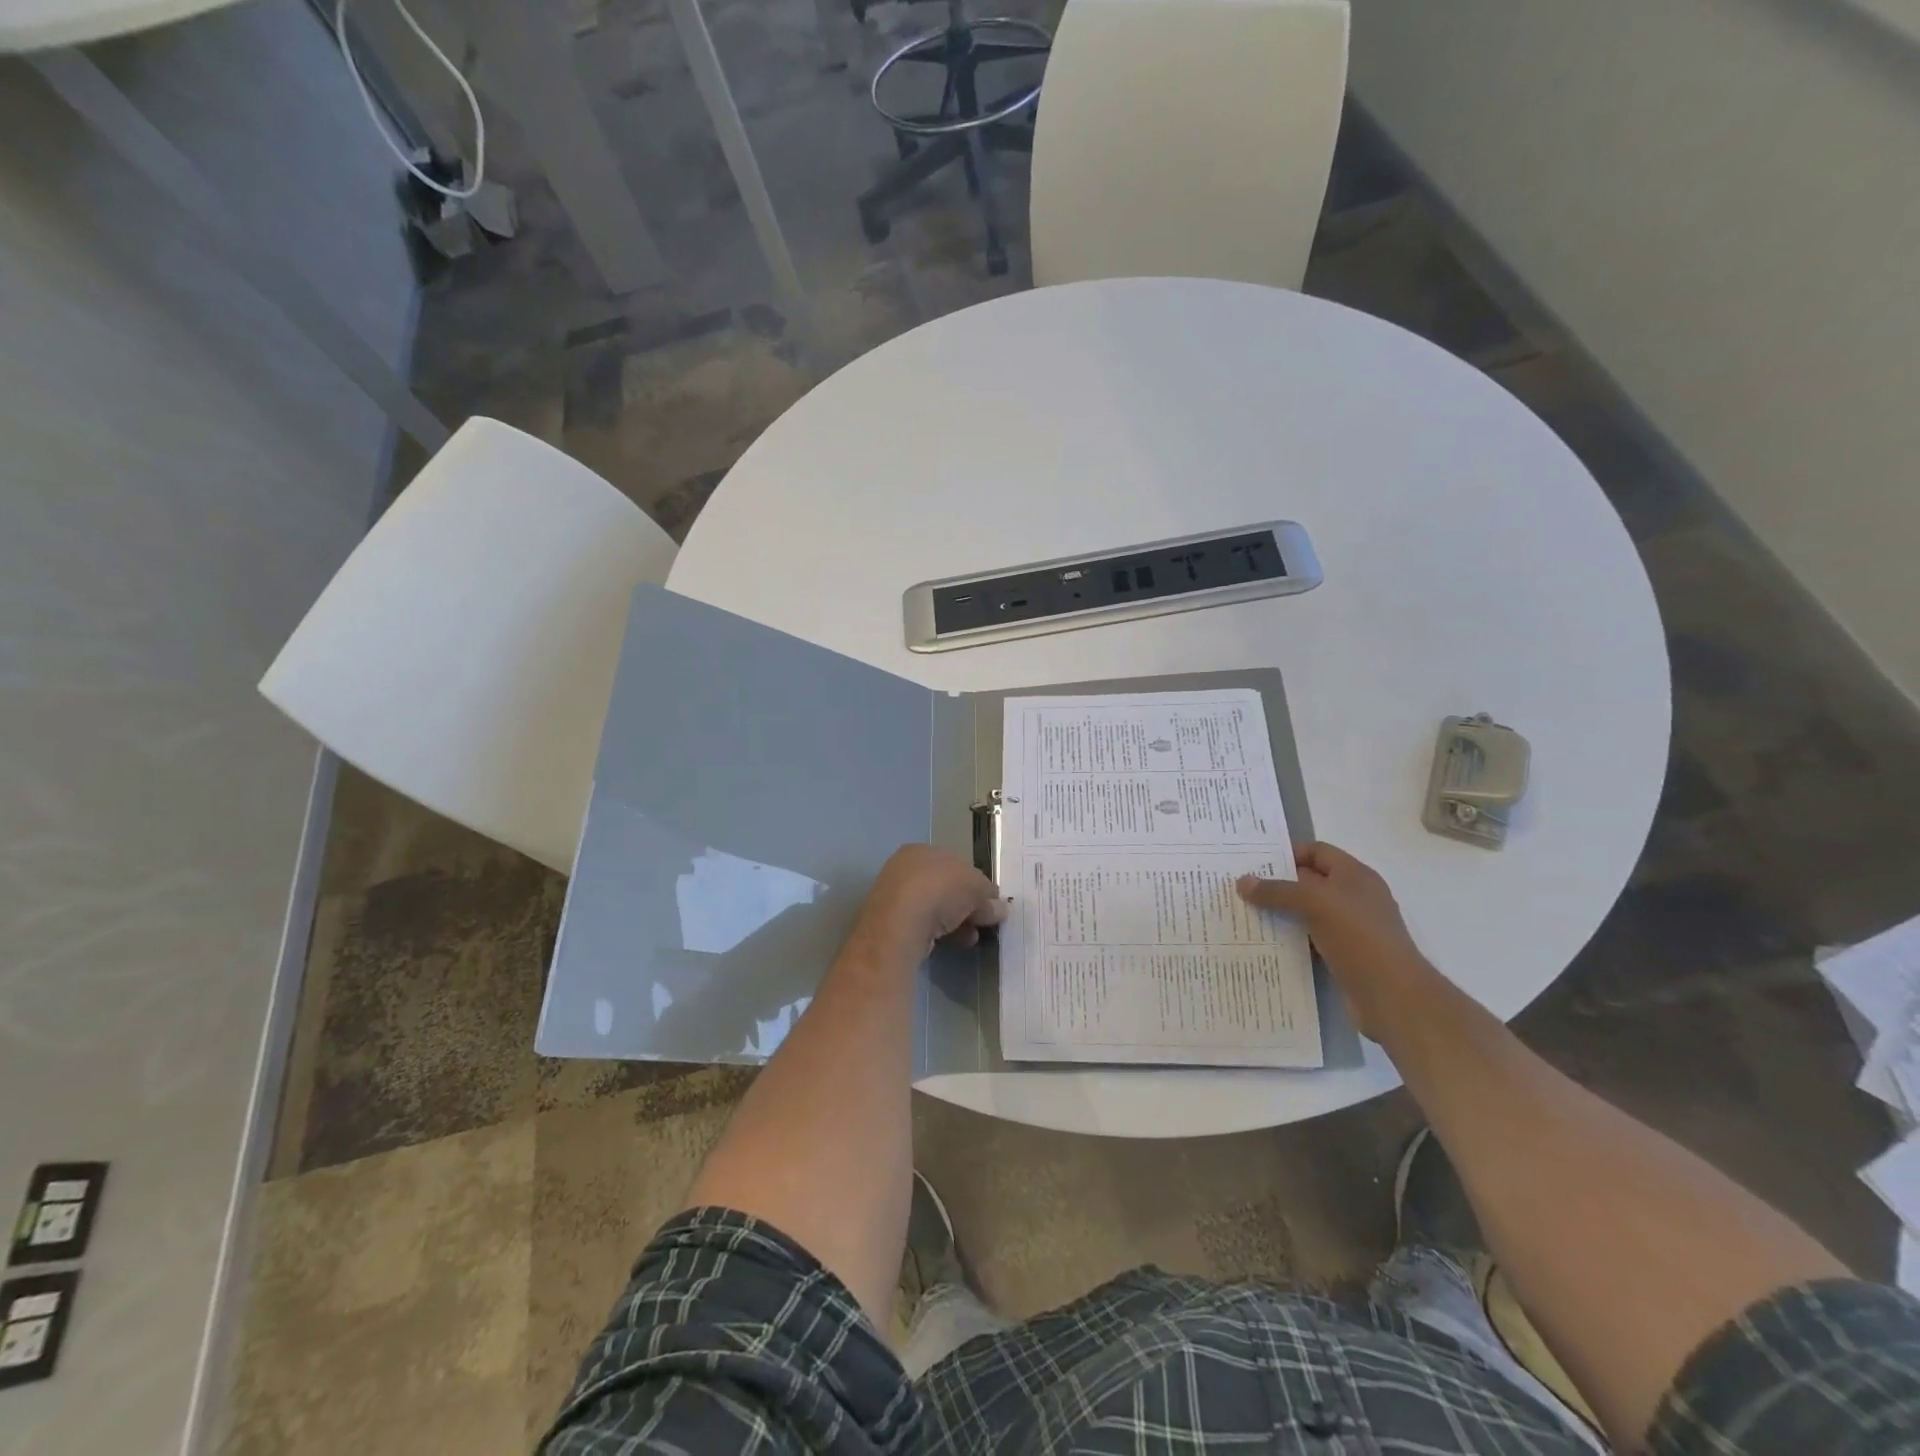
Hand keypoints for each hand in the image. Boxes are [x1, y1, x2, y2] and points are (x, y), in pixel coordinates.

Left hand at [851, 844, 1006, 960]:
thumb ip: (989, 896)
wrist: (901, 924)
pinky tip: (959, 942)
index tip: (990, 901)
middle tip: (985, 920)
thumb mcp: (976, 888)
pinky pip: (925, 925)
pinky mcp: (892, 924)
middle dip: (968, 904)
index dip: (975, 882)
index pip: (955, 863)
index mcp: (921, 850)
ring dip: (959, 921)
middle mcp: (905, 869)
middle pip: (946, 887)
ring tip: (974, 936)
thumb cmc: (940, 891)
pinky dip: (944, 932)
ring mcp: (896, 897)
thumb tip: (999, 908)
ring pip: (936, 908)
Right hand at [1236, 843, 1432, 1036]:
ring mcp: (1351, 929)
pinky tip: (1265, 944)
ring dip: (1280, 915)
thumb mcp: (1315, 904)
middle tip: (1240, 889)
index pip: (1317, 852)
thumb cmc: (1359, 937)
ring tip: (1245, 915)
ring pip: (1307, 914)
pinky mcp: (1344, 957)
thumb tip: (1242, 882)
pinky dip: (1290, 940)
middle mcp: (1354, 898)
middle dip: (1277, 885)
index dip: (1287, 853)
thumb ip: (1278, 891)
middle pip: (1309, 883)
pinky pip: (1310, 941)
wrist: (1393, 997)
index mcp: (1355, 876)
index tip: (1254, 863)